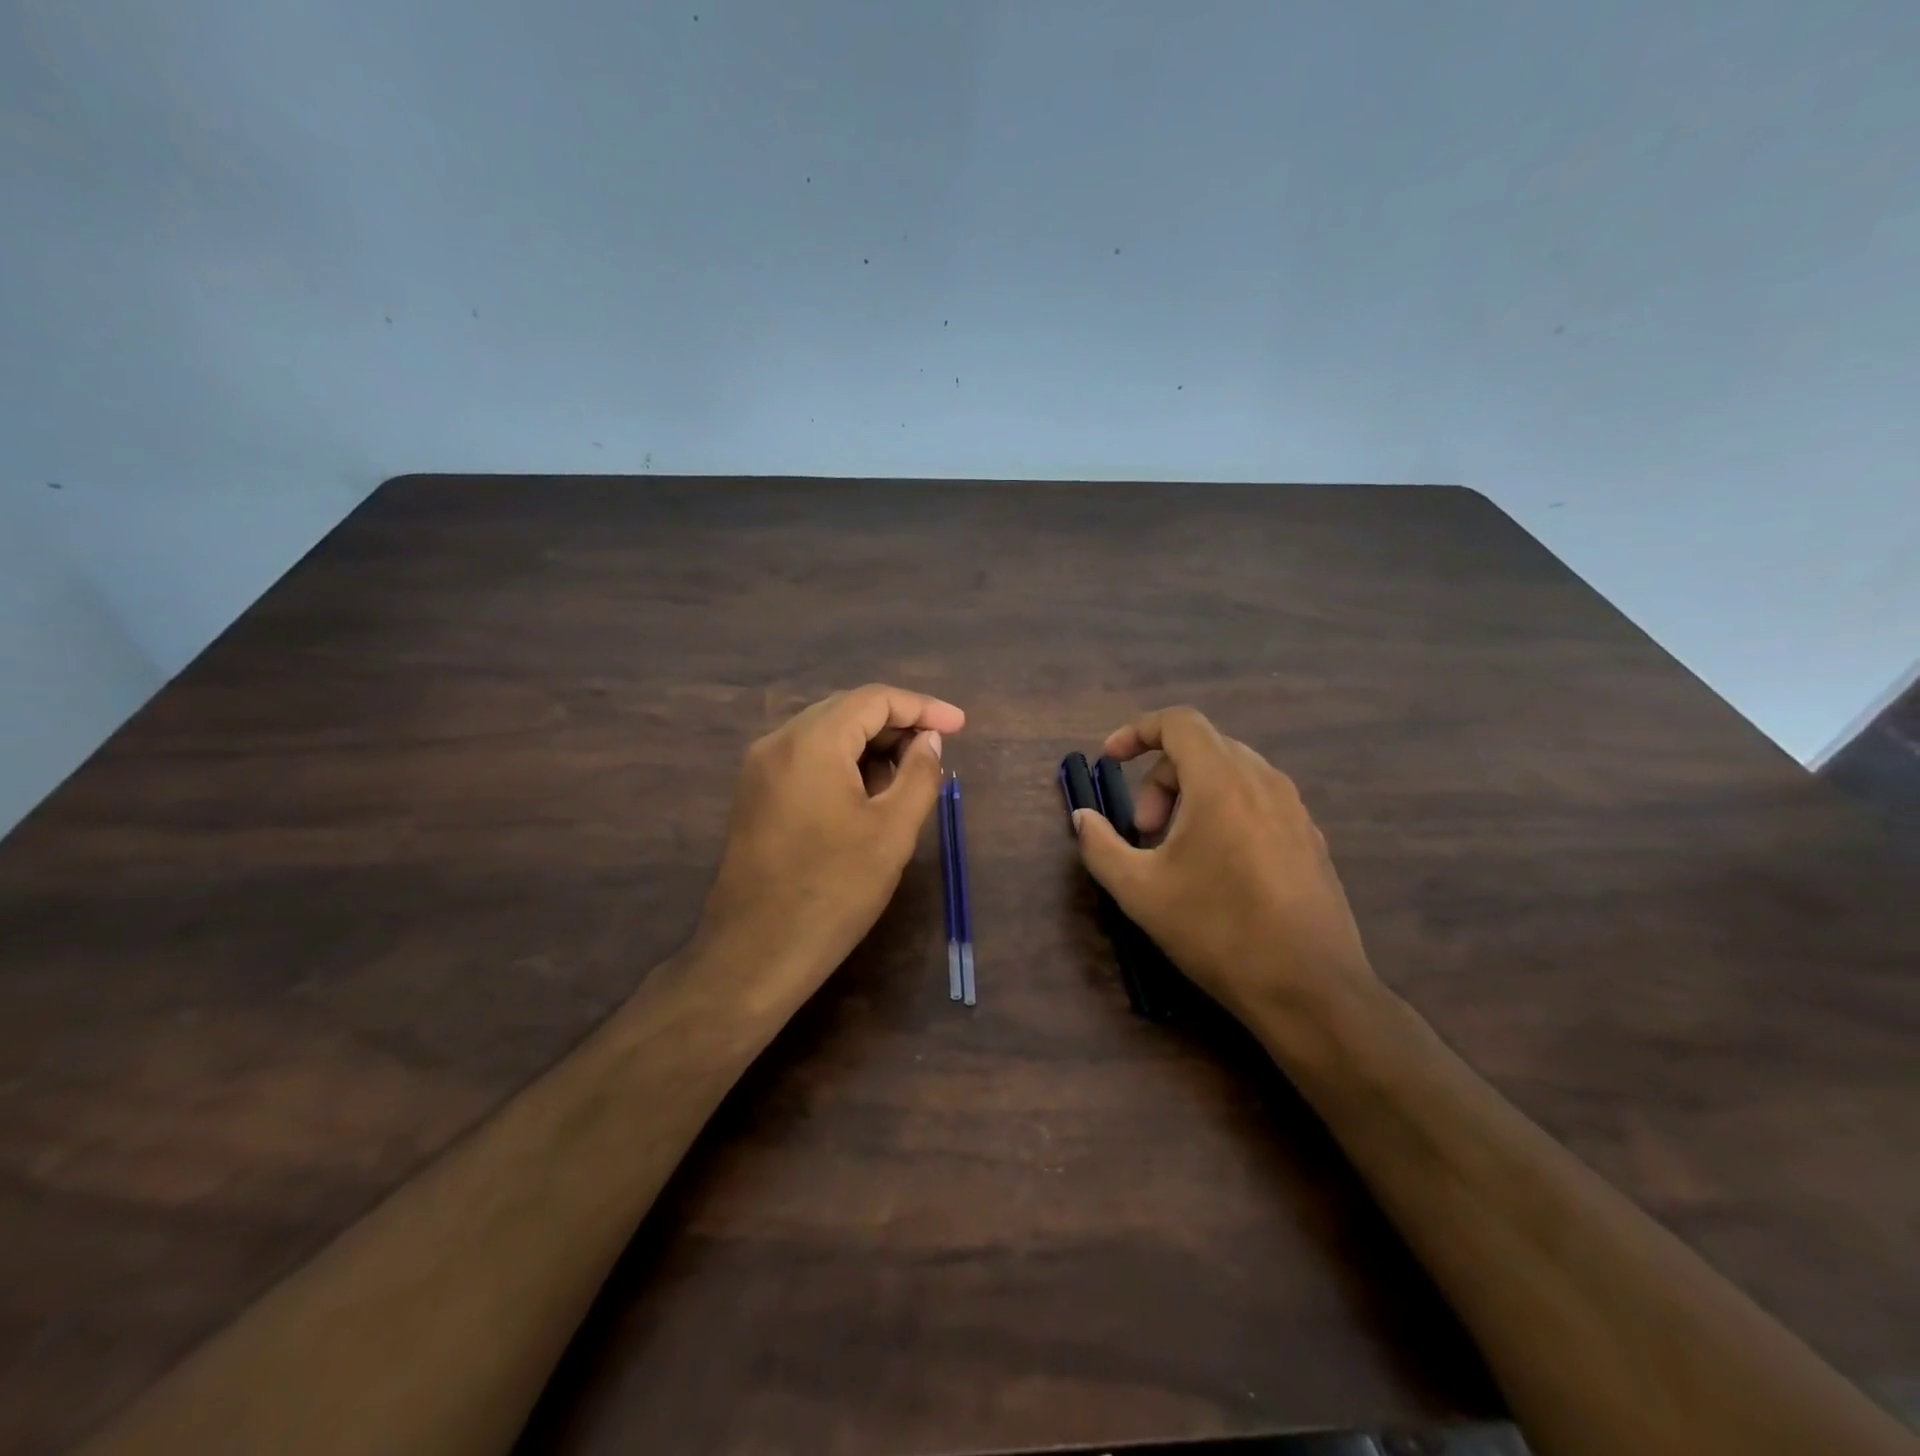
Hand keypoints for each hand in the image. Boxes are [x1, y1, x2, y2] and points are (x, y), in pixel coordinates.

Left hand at [696, 685, 963, 1011]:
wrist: (754, 954)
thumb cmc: (833, 891)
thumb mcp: (892, 831)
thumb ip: (919, 774)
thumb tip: (928, 739)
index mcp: (811, 741)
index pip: (874, 699)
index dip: (923, 707)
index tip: (960, 726)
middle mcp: (778, 742)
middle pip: (847, 710)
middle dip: (897, 724)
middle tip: (938, 751)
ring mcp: (760, 768)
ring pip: (826, 734)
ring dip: (872, 745)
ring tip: (910, 775)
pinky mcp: (756, 795)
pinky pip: (808, 759)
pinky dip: (845, 763)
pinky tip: (871, 792)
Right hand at [1071, 706, 1378, 1044]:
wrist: (1310, 990)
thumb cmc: (1217, 930)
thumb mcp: (1139, 891)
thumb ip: (1100, 846)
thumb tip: (1083, 818)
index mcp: (1222, 781)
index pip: (1179, 722)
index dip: (1136, 732)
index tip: (1109, 759)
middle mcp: (1264, 781)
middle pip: (1202, 748)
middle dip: (1159, 779)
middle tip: (1143, 832)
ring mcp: (1294, 809)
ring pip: (1231, 774)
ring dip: (1190, 796)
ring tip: (1176, 851)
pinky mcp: (1310, 837)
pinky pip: (1257, 800)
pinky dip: (1224, 812)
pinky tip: (1217, 867)